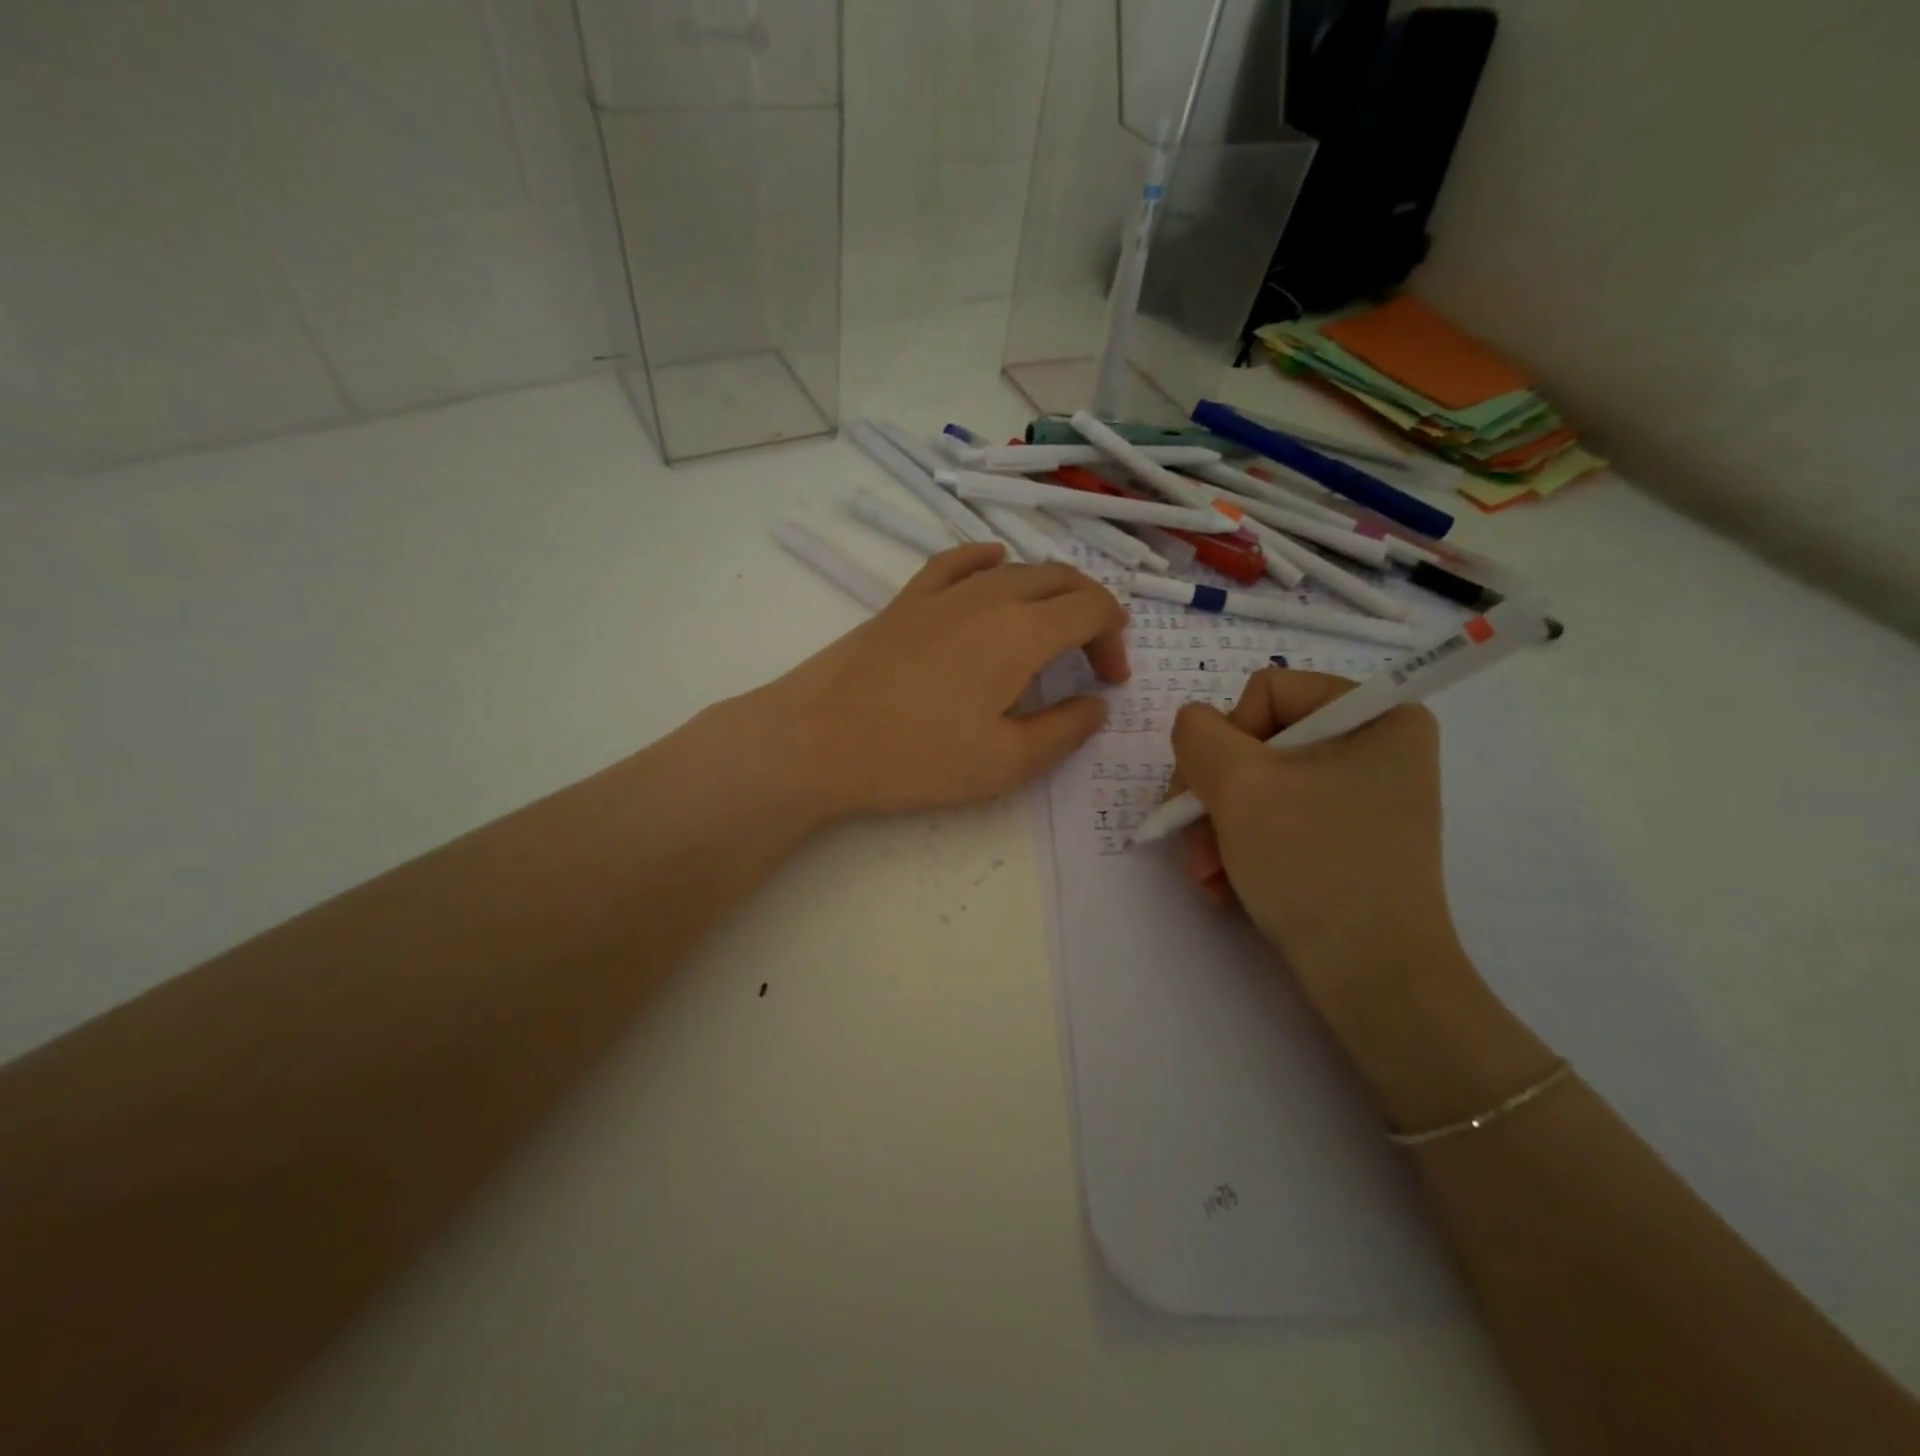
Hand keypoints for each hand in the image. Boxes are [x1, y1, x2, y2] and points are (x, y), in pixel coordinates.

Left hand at [761, 542, 1128, 817]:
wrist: (817, 739)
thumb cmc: (915, 758)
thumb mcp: (1004, 763)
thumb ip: (1063, 732)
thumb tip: (1096, 706)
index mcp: (1020, 632)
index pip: (1090, 609)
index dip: (1113, 640)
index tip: (1109, 683)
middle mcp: (987, 597)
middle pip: (1059, 580)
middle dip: (1090, 612)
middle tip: (1094, 659)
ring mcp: (941, 593)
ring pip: (1014, 569)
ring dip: (1049, 592)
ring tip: (1054, 627)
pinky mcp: (905, 600)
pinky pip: (957, 562)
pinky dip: (987, 560)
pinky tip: (994, 564)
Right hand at [1169, 668, 1460, 1003]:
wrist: (1373, 978)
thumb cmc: (1313, 864)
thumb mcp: (1239, 785)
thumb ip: (1198, 734)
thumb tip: (1194, 728)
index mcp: (1376, 714)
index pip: (1267, 691)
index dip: (1226, 739)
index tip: (1214, 794)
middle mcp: (1376, 747)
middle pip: (1256, 743)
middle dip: (1213, 797)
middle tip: (1193, 846)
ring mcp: (1362, 797)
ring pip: (1258, 787)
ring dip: (1217, 829)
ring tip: (1206, 875)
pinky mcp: (1347, 839)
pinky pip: (1276, 821)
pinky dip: (1241, 849)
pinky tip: (1224, 886)